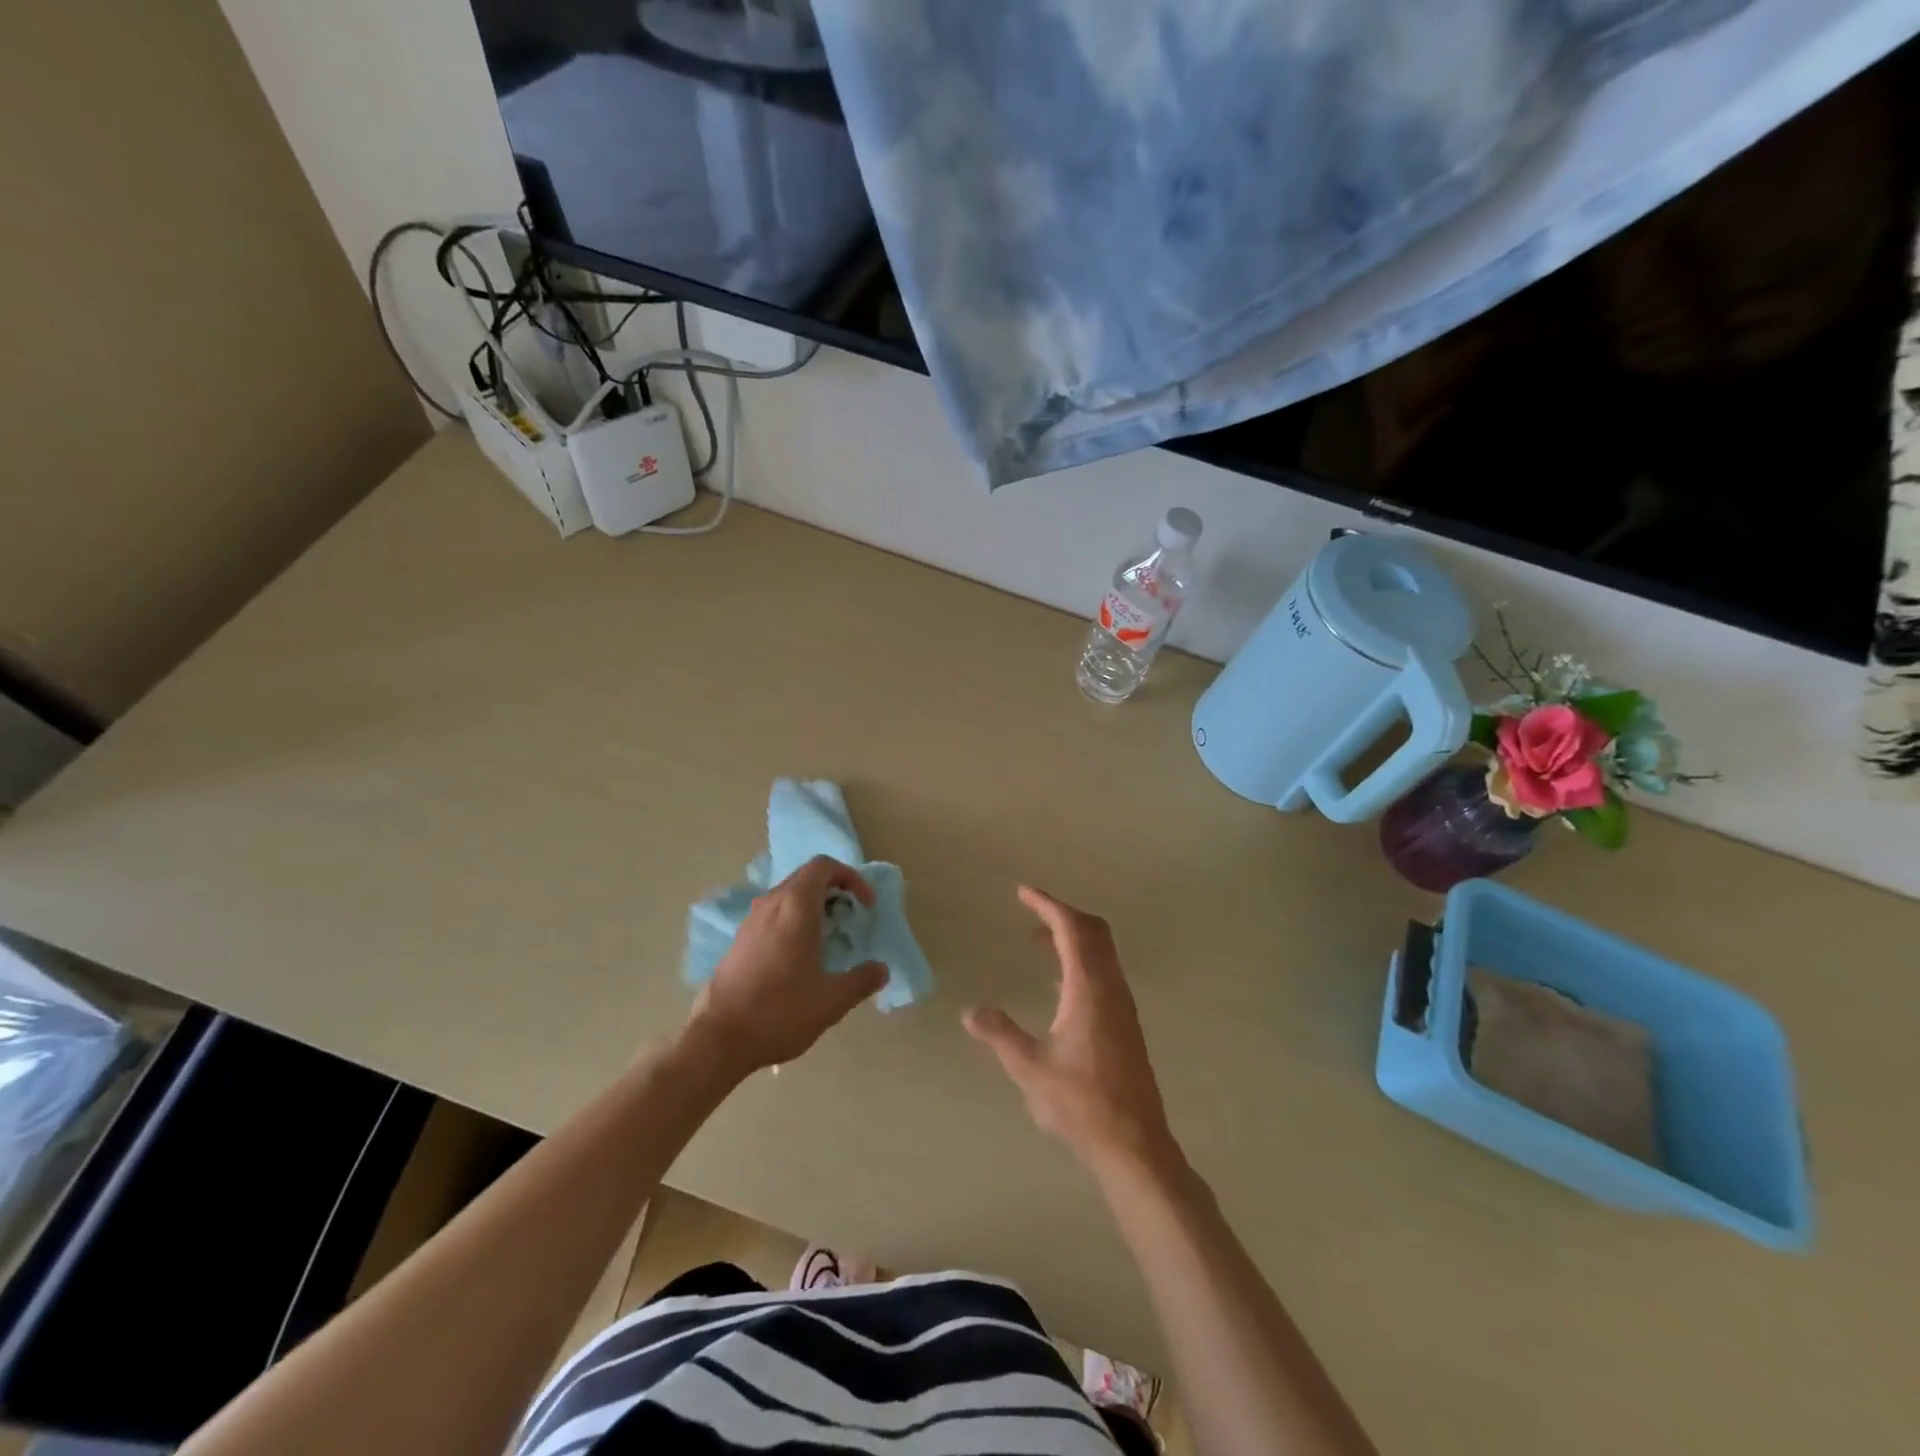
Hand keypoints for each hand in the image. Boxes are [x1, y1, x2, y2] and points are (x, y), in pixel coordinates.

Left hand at [687, 856, 887, 1076]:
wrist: (718, 1038)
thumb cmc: (780, 1011)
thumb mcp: (832, 1000)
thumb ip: (862, 980)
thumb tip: (881, 970)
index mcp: (795, 906)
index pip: (824, 866)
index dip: (851, 877)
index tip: (865, 905)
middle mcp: (771, 904)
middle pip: (806, 878)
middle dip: (834, 891)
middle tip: (852, 920)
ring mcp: (751, 921)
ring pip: (788, 896)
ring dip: (813, 907)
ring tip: (830, 939)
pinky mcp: (739, 941)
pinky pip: (773, 915)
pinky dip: (794, 922)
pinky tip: (801, 958)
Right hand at [964, 887, 1180, 1177]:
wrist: (1134, 1143)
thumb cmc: (1080, 1103)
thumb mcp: (1030, 1068)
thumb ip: (1000, 1035)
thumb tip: (970, 1013)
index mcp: (1088, 988)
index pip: (1071, 928)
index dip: (1047, 905)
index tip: (1023, 892)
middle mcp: (1110, 987)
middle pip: (1093, 931)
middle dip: (1062, 913)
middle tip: (1031, 911)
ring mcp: (1122, 1004)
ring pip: (1102, 951)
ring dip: (1072, 936)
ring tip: (1037, 941)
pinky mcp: (1125, 1022)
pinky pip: (1104, 971)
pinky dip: (1081, 959)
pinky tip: (1059, 983)